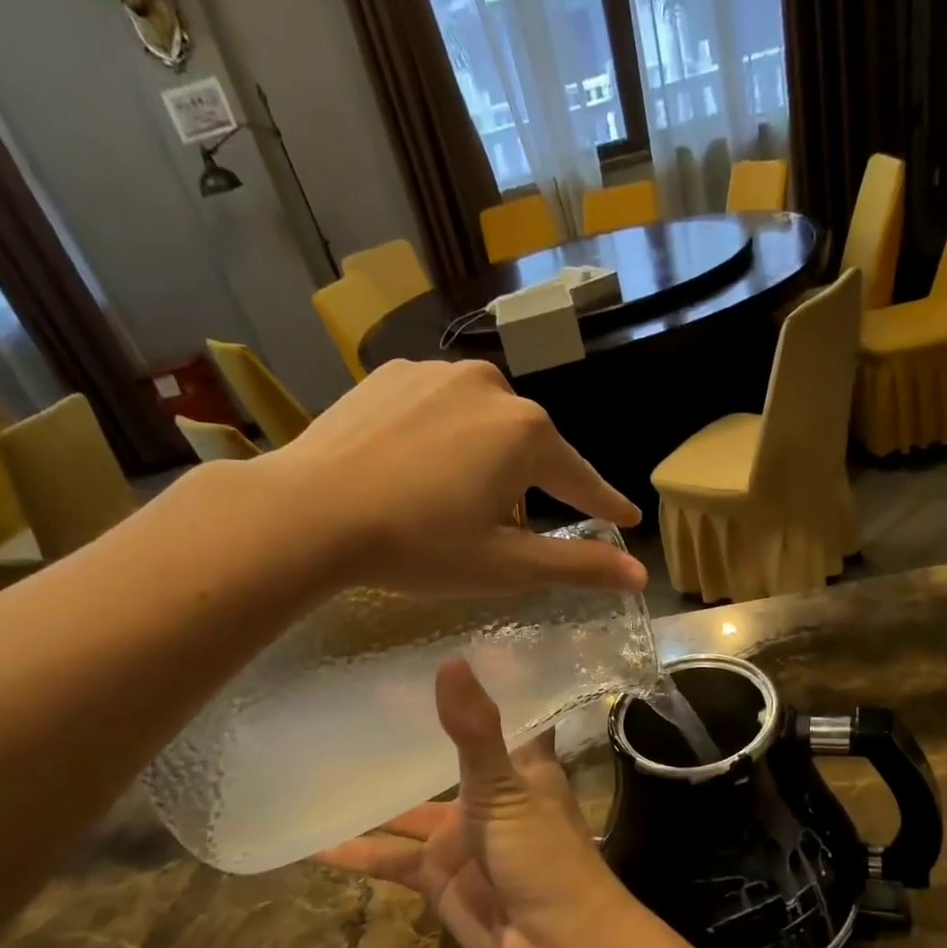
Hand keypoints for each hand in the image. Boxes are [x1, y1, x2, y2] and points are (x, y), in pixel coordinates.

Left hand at [263, 359, 645, 595]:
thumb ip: (578, 566)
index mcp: (525, 432)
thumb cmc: (418, 545)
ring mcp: (435, 372)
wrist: (307, 512)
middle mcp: (490, 386)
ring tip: (455, 500)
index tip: (627, 517)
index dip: (605, 503)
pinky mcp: (390, 374)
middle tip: (512, 528)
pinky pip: (439, 408)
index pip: (580, 477)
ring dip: (486, 459)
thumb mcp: (504, 565)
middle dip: (531, 486)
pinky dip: (444, 438)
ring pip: (483, 423)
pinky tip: (417, 468)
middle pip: (529, 446)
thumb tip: (639, 575)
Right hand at [315, 658, 630, 947]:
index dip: (486, 683)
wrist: (552, 942)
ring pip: (408, 808)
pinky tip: (315, 841)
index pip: (507, 711)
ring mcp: (461, 836)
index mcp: (520, 765)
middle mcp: (489, 794)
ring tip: (322, 763)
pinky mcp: (438, 876)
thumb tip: (451, 661)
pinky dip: (357, 851)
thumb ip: (474, 730)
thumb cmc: (541, 852)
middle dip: (410, 735)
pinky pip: (390, 858)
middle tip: (358, 700)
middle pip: (446, 756)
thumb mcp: (505, 786)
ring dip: (373, 794)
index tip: (448, 647)